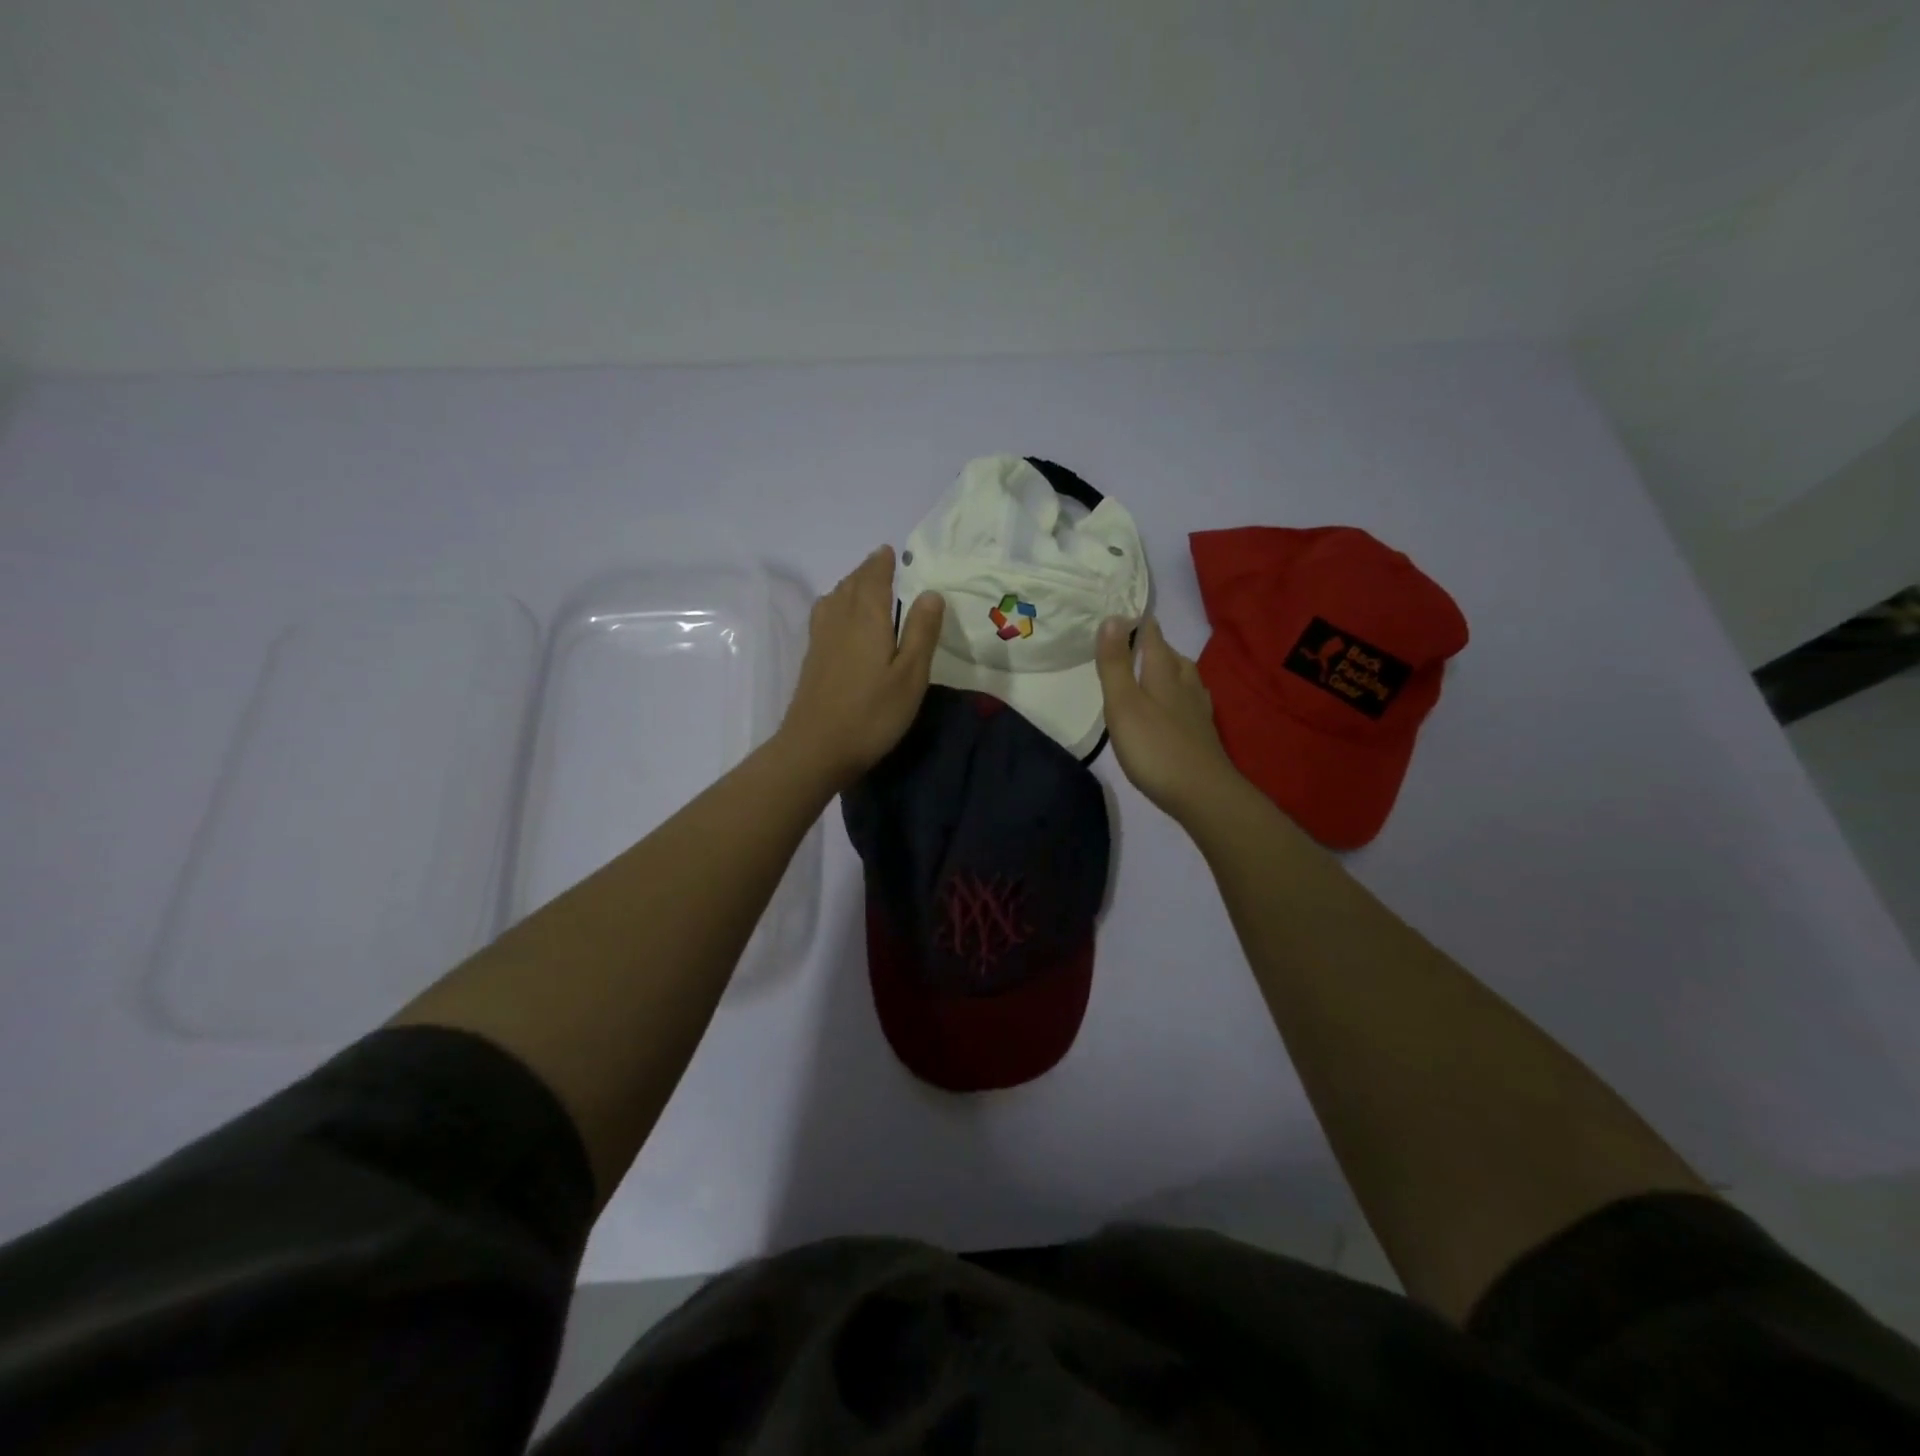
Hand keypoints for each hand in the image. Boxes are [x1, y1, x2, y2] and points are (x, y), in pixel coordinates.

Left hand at [776, 545, 944, 788]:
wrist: (816, 748)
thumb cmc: (872, 713)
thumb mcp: (911, 675)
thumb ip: (921, 632)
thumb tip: (931, 592)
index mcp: (867, 619)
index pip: (874, 579)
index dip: (881, 563)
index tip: (888, 551)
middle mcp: (840, 620)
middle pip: (851, 585)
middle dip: (866, 571)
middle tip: (879, 564)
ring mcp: (821, 640)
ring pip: (834, 599)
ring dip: (849, 586)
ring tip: (861, 585)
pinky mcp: (812, 659)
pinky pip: (824, 616)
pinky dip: (835, 605)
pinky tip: (839, 619)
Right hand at [1095, 616, 1244, 822]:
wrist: (1202, 794)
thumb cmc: (1154, 747)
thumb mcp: (1123, 703)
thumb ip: (1115, 664)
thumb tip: (1112, 617)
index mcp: (1163, 674)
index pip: (1153, 638)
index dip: (1141, 624)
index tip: (1127, 612)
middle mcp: (1185, 686)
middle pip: (1172, 657)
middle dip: (1156, 645)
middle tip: (1138, 641)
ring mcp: (1197, 712)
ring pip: (1186, 679)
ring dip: (1172, 668)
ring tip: (1159, 668)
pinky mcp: (1203, 735)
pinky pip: (1192, 702)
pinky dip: (1182, 695)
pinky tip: (1180, 706)